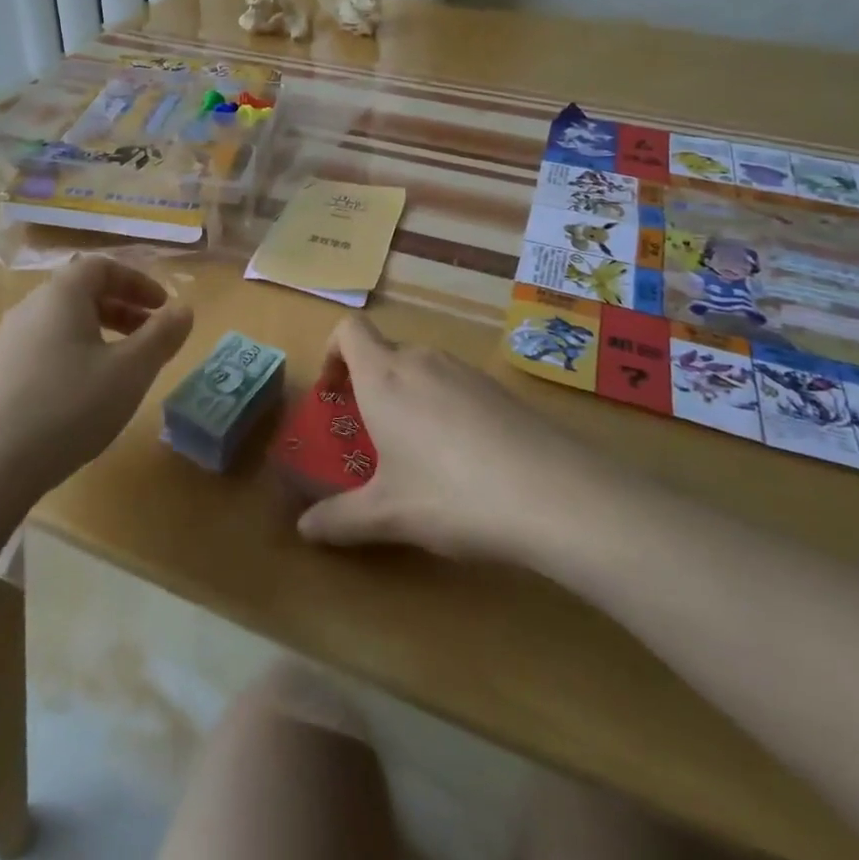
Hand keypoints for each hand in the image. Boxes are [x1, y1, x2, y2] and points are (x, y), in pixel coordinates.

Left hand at [0, 256, 192, 510]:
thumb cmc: (67, 407)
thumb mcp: (129, 371)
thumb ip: (162, 336)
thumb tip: (184, 309)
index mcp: (61, 295)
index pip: (102, 266)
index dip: (137, 281)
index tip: (163, 307)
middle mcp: (29, 308)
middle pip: (80, 293)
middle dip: (122, 308)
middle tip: (150, 336)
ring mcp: (6, 343)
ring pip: (61, 323)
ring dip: (99, 334)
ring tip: (121, 368)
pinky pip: (43, 349)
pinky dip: (74, 356)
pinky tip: (82, 397)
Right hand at [296, 317, 614, 563]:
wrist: (554, 493)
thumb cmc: (451, 494)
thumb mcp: (389, 514)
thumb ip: (340, 519)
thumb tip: (304, 529)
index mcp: (383, 376)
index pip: (349, 330)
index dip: (332, 352)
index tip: (333, 393)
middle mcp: (421, 361)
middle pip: (384, 352)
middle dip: (369, 385)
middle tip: (370, 435)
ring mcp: (464, 371)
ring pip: (422, 369)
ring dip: (408, 397)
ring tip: (417, 452)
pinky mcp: (499, 389)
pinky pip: (456, 386)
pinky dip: (445, 408)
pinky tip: (465, 459)